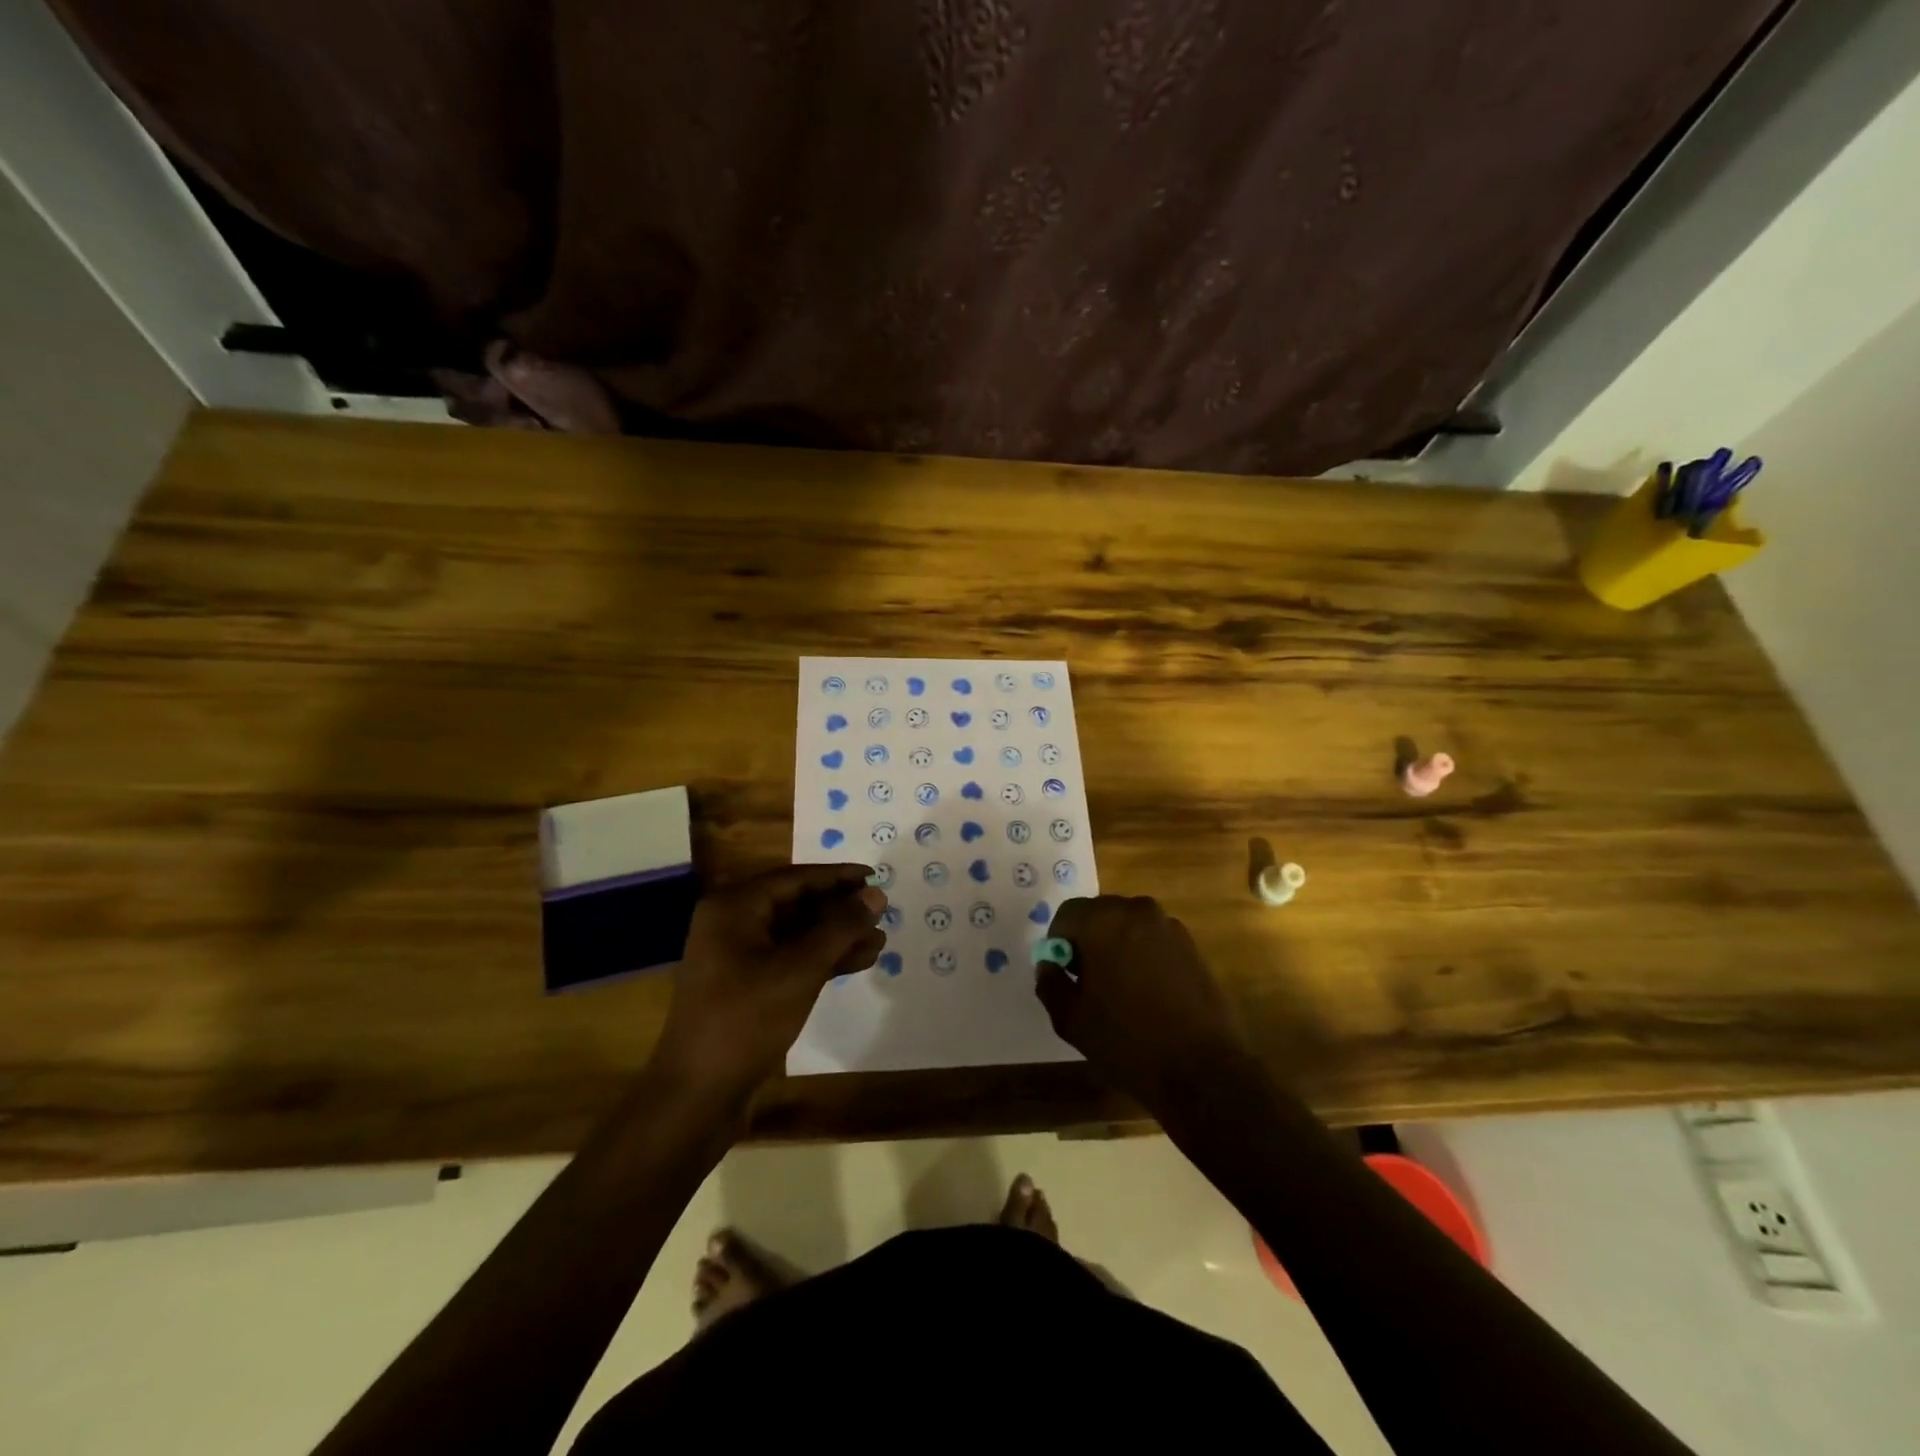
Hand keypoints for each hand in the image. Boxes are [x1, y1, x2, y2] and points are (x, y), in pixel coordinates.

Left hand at [654, 864, 885, 1093]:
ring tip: (880, 942)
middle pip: (797, 904)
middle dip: (841, 910)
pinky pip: (791, 959)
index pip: (795, 878)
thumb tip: (876, 895)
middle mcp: (733, 924)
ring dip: (837, 937)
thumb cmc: (746, 1020)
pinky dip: (822, 960)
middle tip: (882, 913)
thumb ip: (840, 928)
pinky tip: (858, 963)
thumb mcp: (800, 969)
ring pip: (797, 934)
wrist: (698, 1096)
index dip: (838, 877)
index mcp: (734, 907)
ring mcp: (739, 957)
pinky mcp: (748, 986)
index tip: (875, 877)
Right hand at [1034, 895, 1249, 1107]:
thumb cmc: (1128, 1041)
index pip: (1067, 914)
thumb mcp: (1072, 1020)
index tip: (1065, 974)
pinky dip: (1143, 955)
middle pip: (1099, 914)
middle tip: (1088, 981)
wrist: (1202, 1069)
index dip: (1059, 943)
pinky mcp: (1192, 945)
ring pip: (1128, 925)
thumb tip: (1049, 965)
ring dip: (1117, 946)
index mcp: (1103, 921)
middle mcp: (1137, 911)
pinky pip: (1153, 939)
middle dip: (1088, 940)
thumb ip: (1051, 984)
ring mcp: (1169, 926)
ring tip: (1120, 989)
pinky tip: (1148, 993)